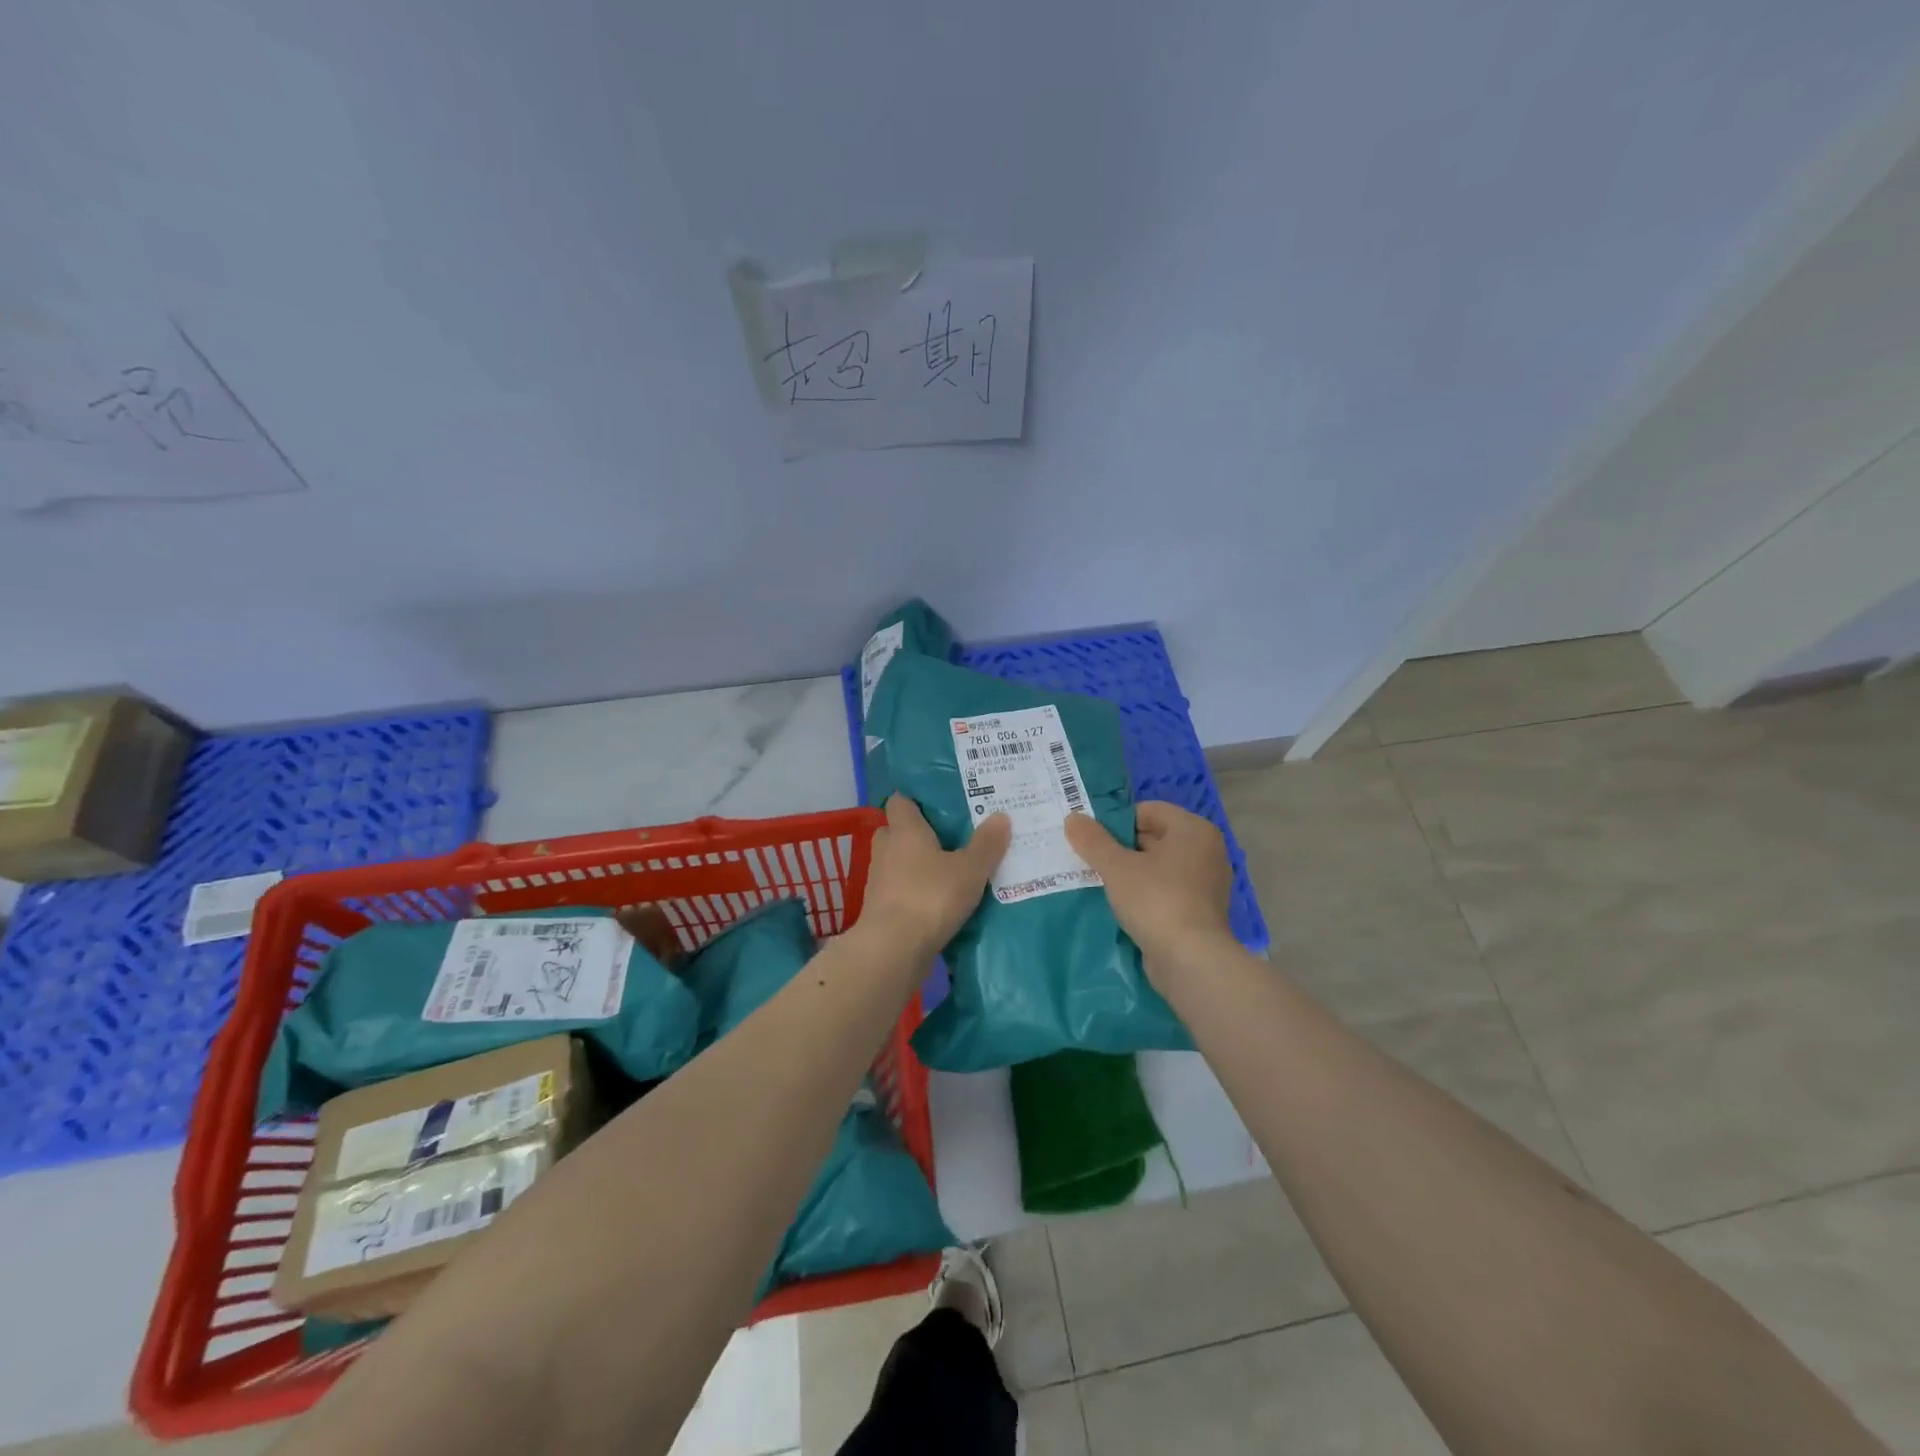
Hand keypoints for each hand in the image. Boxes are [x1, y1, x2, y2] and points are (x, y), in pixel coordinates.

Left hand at [858, 794, 1009, 956]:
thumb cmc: (930, 897)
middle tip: (949, 838)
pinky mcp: (880, 909)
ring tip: (949, 871)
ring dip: (916, 866)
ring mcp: (879, 881)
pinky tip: (938, 901)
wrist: (892, 950)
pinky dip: (914, 892)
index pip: (900, 801)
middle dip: (917, 834)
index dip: (916, 800)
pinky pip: (899, 890)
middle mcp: (886, 849)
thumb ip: (986, 844)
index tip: (940, 804)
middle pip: (896, 831)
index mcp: (904, 830)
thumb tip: (1001, 815)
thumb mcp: (970, 870)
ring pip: (897, 863)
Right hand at [1065, 801, 1234, 978]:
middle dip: (1121, 848)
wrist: (1191, 961)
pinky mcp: (1201, 912)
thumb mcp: (1116, 867)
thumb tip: (1073, 817)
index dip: (1116, 822)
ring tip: (1100, 884)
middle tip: (1090, 861)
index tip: (1091, 840)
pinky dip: (1146, 896)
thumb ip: (1093, 840)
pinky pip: (1167, 892)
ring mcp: (1207, 883)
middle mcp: (1206, 851)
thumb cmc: (1156, 900)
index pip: (1148, 811)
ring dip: (1131, 874)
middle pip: (1154, 838)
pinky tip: (1121, 907)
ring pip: (1159, 868)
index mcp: (1193, 829)